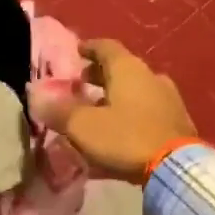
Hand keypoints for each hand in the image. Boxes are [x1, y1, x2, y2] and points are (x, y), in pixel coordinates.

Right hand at [59, 39, 195, 181]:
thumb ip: (58, 111)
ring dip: (116, 96)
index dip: (88, 48)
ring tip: (98, 111)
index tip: (75, 53)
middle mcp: (151, 76)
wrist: (177, 168)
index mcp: (128, 69)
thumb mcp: (83, 126)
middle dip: (99, 75)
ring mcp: (168, 99)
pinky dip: (131, 113)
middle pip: (121, 68)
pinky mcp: (178, 122)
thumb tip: (36, 96)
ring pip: (136, 90)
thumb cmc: (126, 138)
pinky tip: (121, 131)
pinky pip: (147, 110)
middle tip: (80, 86)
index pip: (105, 47)